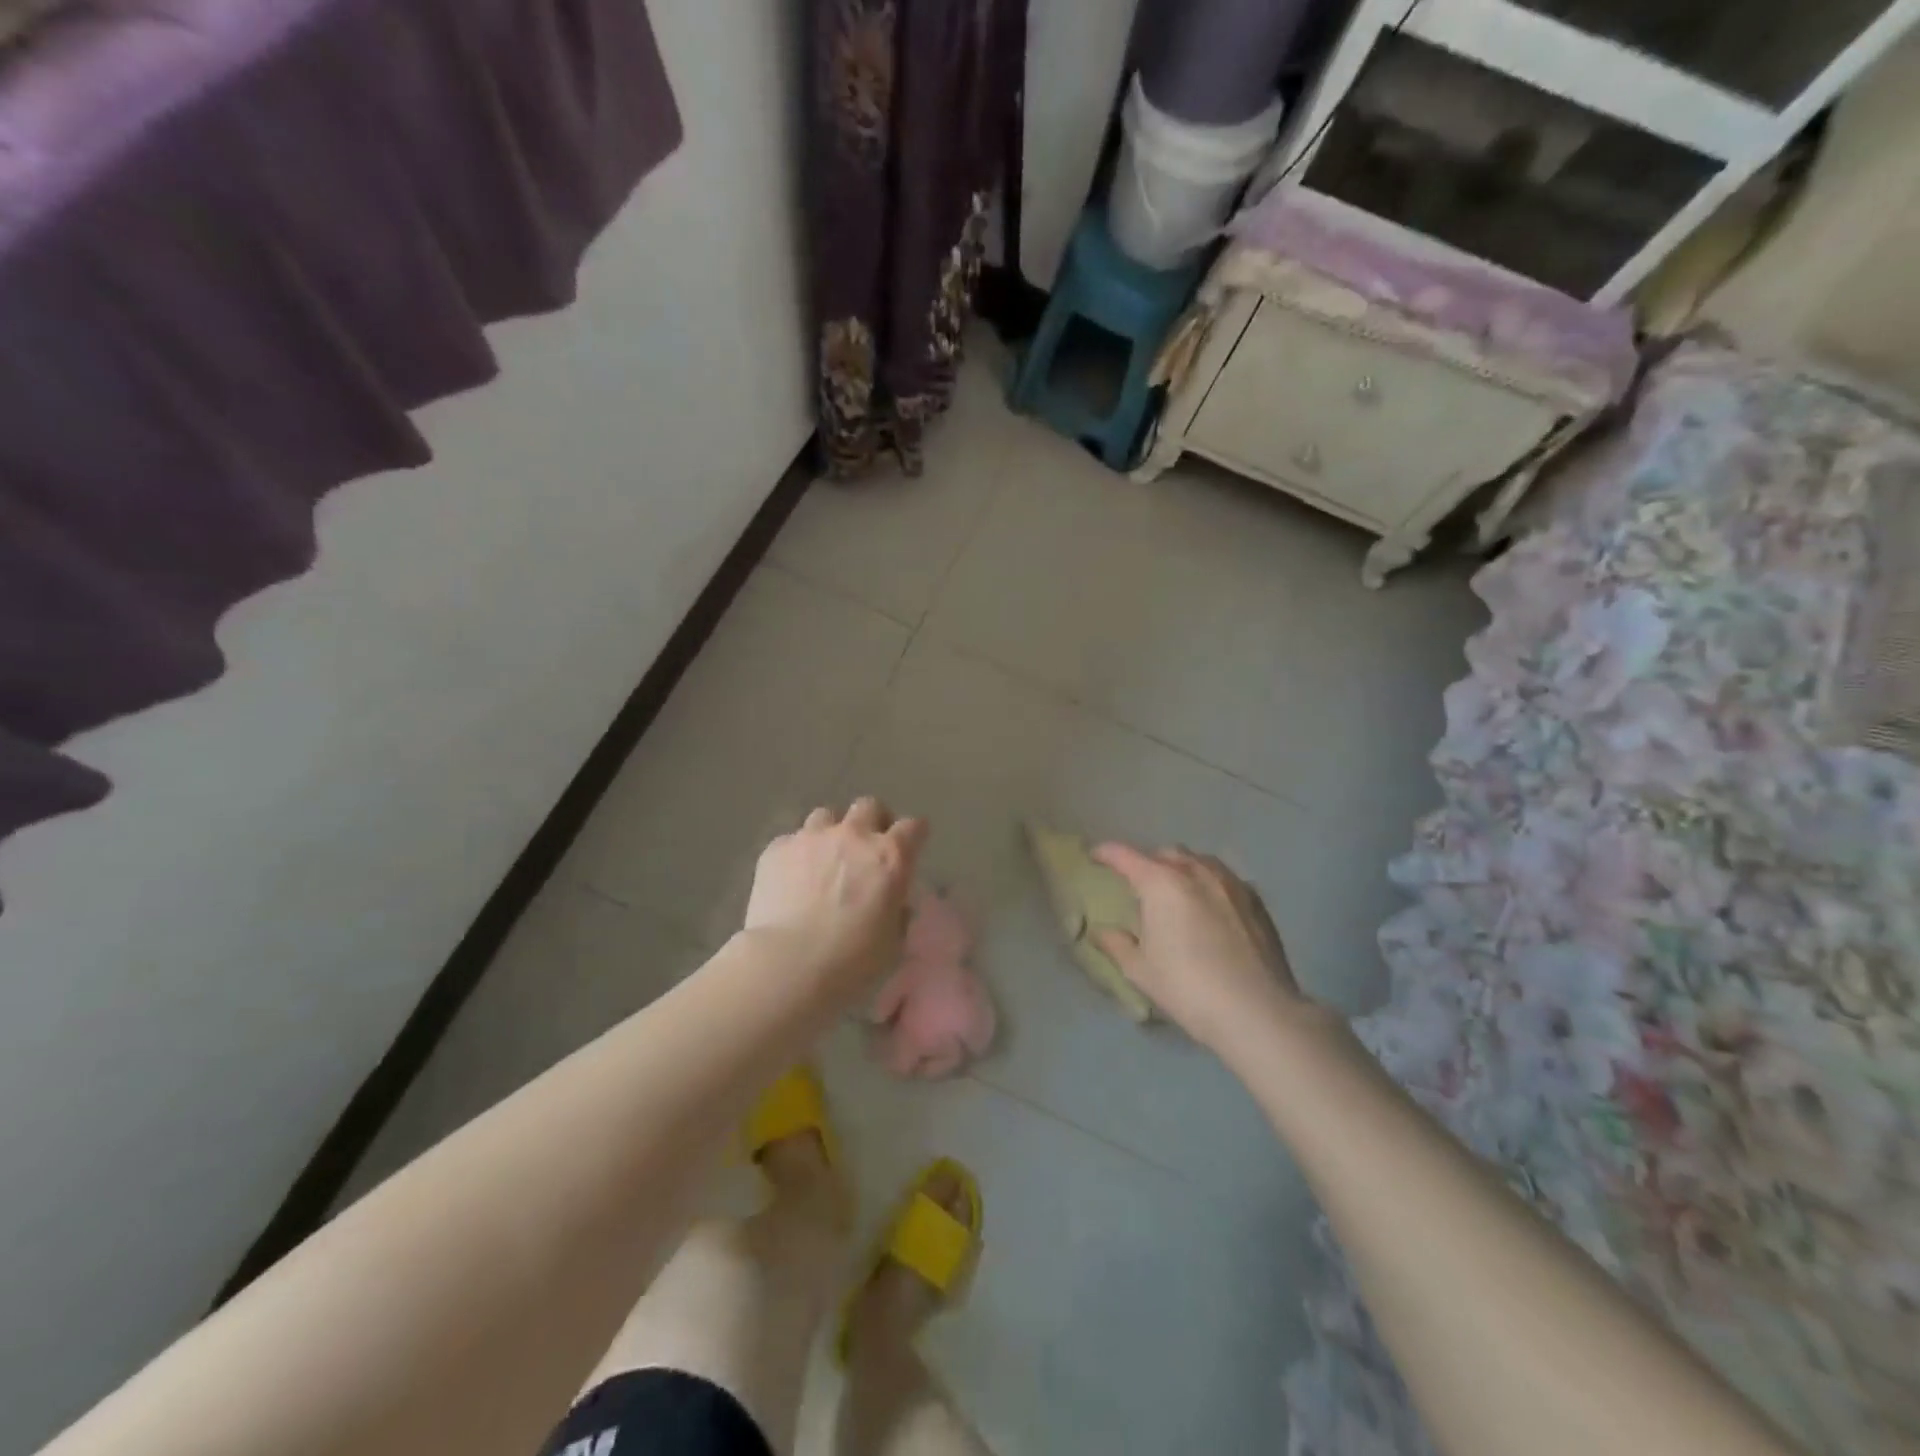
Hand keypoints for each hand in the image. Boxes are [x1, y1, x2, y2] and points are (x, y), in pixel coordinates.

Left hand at [743, 798, 927, 995]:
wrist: (788, 964)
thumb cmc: (852, 961)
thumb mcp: (893, 944)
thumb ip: (897, 915)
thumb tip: (894, 905)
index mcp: (890, 857)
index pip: (913, 827)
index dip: (914, 834)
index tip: (911, 846)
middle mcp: (853, 836)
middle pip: (869, 806)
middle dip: (872, 820)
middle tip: (866, 847)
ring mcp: (812, 838)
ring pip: (826, 816)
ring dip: (831, 832)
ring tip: (824, 859)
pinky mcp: (776, 849)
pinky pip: (791, 840)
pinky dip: (796, 854)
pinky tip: (791, 878)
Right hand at [1089, 842, 1309, 1052]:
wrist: (1257, 1011)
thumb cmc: (1187, 987)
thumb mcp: (1140, 970)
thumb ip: (1116, 944)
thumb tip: (1100, 932)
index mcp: (1161, 883)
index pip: (1125, 856)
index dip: (1106, 853)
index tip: (1095, 856)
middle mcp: (1196, 872)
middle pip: (1165, 854)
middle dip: (1148, 862)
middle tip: (1139, 884)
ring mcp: (1230, 883)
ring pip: (1199, 861)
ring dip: (1181, 868)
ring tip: (1176, 890)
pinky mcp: (1256, 900)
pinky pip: (1224, 879)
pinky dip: (1209, 884)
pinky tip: (1210, 907)